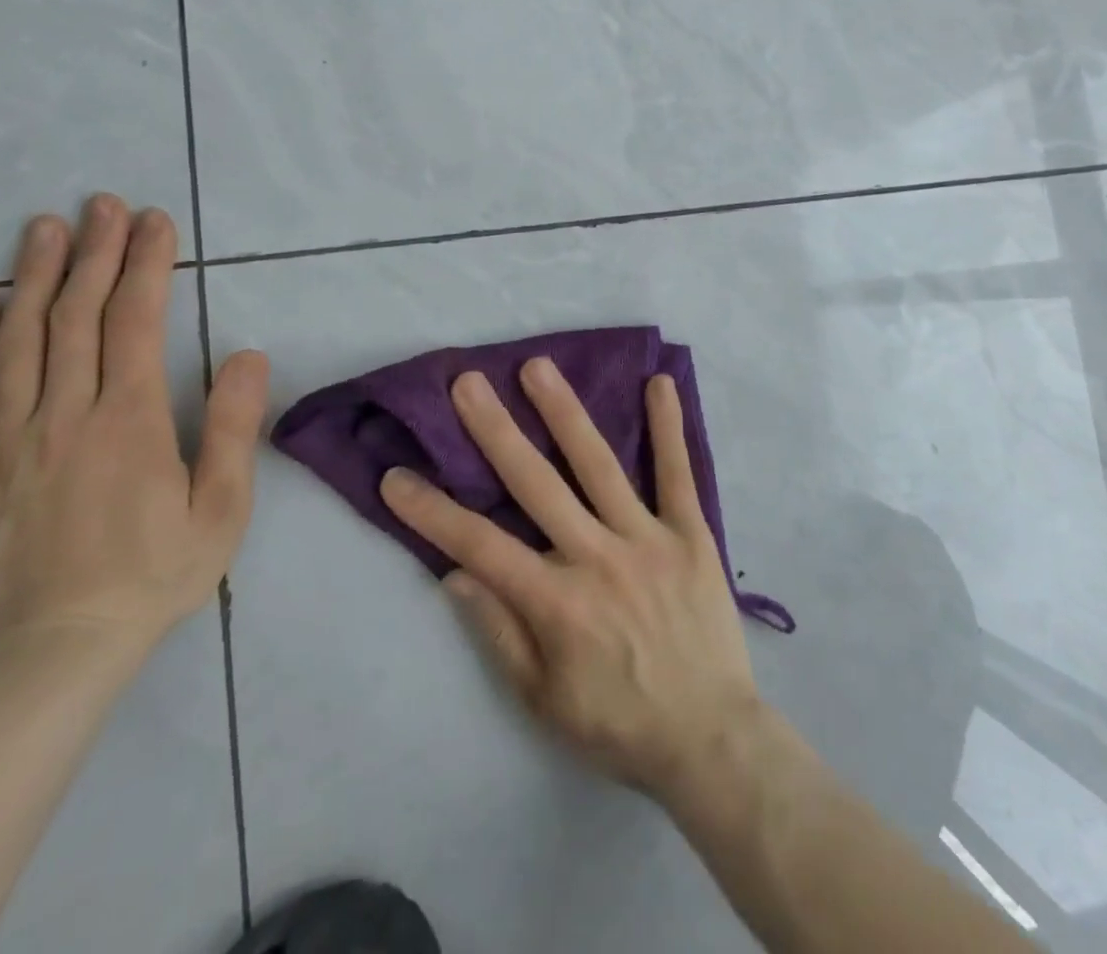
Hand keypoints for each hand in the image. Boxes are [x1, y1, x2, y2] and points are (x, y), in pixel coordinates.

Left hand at [0, 194, 267, 659]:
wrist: (60, 649)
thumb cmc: (158, 574)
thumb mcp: (223, 507)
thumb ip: (231, 426)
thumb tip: (245, 354)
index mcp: (129, 420)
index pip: (136, 322)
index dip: (146, 265)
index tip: (155, 222)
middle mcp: (66, 415)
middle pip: (77, 318)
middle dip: (95, 253)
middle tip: (104, 204)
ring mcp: (13, 440)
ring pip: (20, 342)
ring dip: (34, 278)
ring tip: (45, 229)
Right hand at [379, 359, 762, 800]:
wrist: (711, 739)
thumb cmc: (618, 724)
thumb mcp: (543, 700)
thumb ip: (499, 632)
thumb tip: (456, 573)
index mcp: (556, 602)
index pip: (480, 545)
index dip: (432, 511)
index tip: (396, 476)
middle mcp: (597, 557)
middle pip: (536, 485)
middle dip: (497, 432)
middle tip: (468, 382)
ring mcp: (647, 539)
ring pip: (599, 466)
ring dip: (565, 413)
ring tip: (539, 368)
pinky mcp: (691, 534)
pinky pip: (678, 474)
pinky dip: (669, 428)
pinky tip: (659, 383)